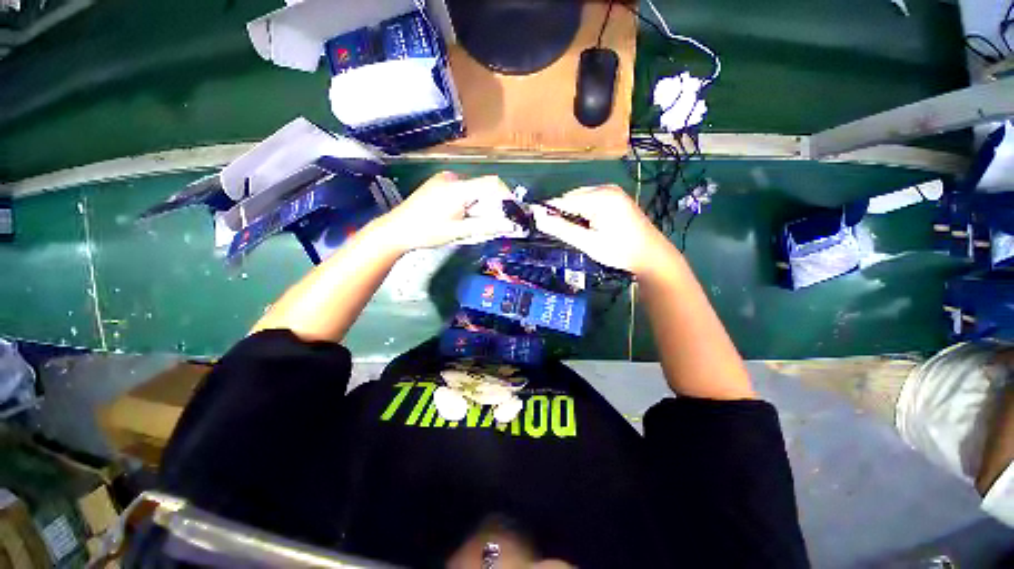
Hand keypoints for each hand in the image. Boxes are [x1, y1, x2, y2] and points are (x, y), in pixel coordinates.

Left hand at [377, 172, 518, 252]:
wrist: (395, 230)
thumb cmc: (427, 232)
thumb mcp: (458, 232)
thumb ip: (485, 226)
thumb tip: (509, 224)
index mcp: (458, 188)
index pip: (491, 183)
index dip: (506, 195)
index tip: (511, 212)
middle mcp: (452, 178)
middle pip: (482, 187)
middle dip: (491, 204)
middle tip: (490, 223)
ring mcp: (443, 180)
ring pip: (472, 189)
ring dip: (479, 205)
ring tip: (471, 223)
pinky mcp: (437, 184)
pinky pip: (461, 190)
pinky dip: (468, 202)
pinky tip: (460, 216)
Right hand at [531, 185, 672, 276]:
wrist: (651, 256)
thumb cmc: (619, 251)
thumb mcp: (587, 242)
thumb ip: (561, 229)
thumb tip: (538, 217)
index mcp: (599, 197)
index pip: (563, 200)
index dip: (549, 212)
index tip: (540, 225)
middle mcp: (606, 188)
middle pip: (573, 197)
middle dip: (565, 214)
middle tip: (569, 235)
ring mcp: (613, 192)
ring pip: (582, 199)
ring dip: (575, 214)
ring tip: (582, 233)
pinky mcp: (617, 198)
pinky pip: (592, 201)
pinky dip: (586, 213)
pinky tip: (591, 227)